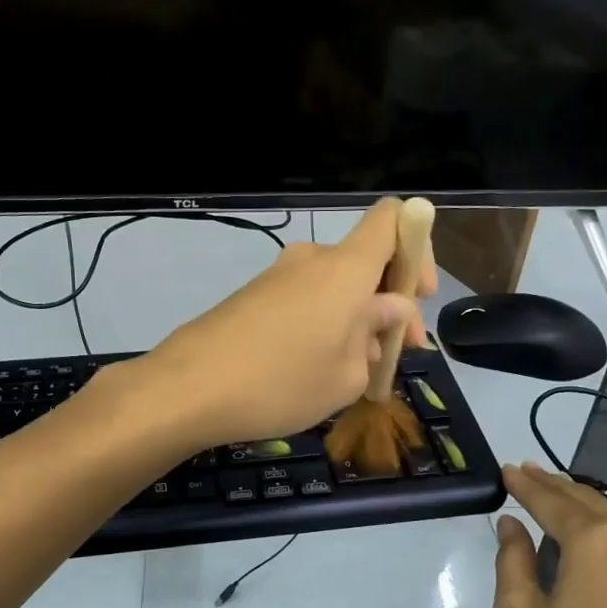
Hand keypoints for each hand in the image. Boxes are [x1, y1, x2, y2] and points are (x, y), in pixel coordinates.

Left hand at [139, 199, 435, 449]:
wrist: (188, 388)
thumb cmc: (282, 382)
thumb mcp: (347, 374)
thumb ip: (376, 336)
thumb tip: (387, 312)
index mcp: (345, 268)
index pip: (392, 219)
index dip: (417, 247)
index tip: (418, 295)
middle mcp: (312, 260)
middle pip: (366, 262)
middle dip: (390, 303)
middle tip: (397, 353)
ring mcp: (278, 276)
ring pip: (335, 288)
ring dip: (356, 320)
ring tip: (358, 371)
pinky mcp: (253, 297)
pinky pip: (305, 301)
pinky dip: (323, 325)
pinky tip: (319, 369)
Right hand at [492, 463, 606, 607]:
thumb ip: (513, 562)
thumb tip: (513, 526)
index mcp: (595, 540)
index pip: (551, 501)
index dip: (525, 485)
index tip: (506, 468)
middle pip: (587, 501)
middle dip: (553, 486)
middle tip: (526, 472)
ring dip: (579, 507)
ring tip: (551, 498)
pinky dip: (599, 532)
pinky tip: (584, 542)